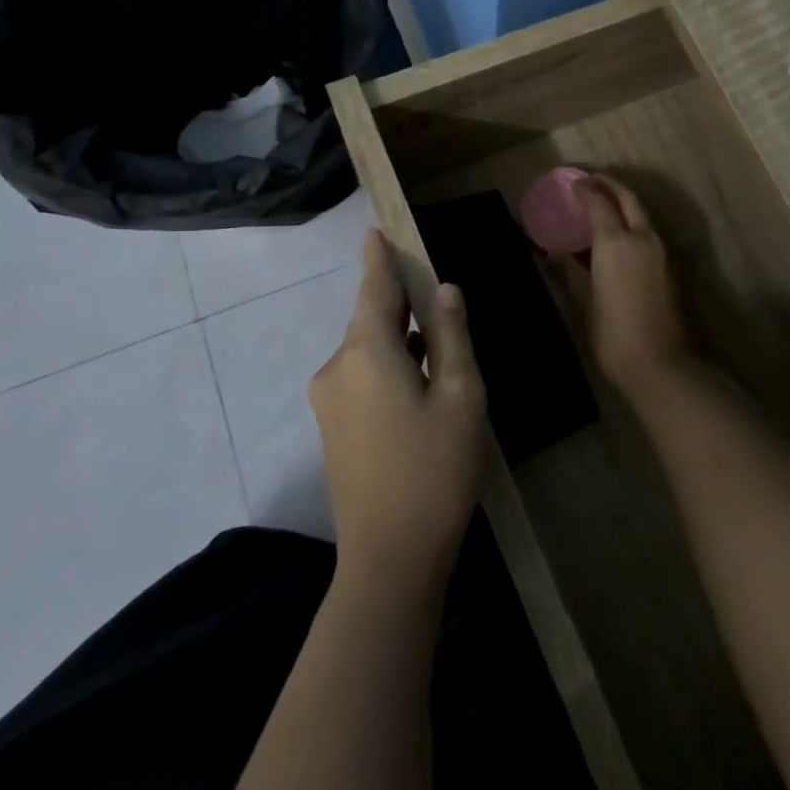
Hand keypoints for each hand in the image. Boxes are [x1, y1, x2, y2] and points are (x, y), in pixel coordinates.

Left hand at [310, 230, 486, 593]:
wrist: (390, 560)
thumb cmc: (435, 470)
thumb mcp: (461, 397)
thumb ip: (451, 336)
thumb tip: (444, 290)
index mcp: (367, 352)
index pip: (373, 287)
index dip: (378, 256)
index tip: (375, 229)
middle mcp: (337, 367)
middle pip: (371, 319)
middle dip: (401, 305)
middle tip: (438, 302)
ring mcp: (328, 399)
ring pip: (368, 350)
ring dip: (398, 341)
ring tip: (439, 352)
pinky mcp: (330, 427)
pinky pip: (360, 376)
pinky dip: (387, 367)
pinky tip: (418, 388)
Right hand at [571, 174, 692, 397]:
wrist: (663, 365)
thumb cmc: (614, 335)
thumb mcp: (584, 303)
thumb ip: (569, 272)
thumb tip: (552, 253)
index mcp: (616, 242)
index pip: (600, 203)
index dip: (586, 190)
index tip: (573, 182)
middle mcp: (643, 238)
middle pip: (629, 198)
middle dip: (611, 185)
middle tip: (593, 180)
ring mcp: (662, 252)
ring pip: (643, 214)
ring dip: (625, 203)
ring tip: (605, 204)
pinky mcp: (672, 267)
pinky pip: (650, 232)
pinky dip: (634, 223)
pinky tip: (621, 235)